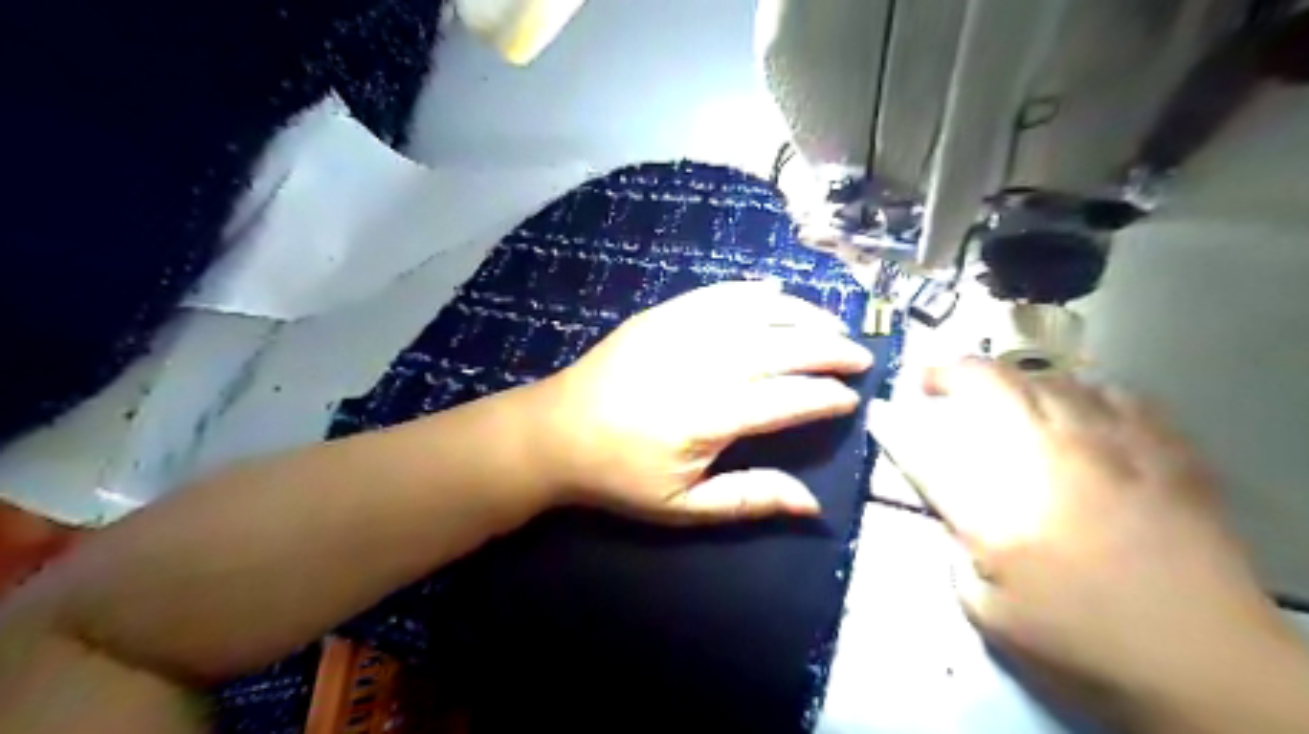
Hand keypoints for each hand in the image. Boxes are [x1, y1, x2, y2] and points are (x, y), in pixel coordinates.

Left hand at [524, 284, 872, 524]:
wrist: (555, 432)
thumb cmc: (619, 475)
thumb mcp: (683, 506)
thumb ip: (749, 499)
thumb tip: (812, 503)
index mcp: (709, 415)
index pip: (787, 398)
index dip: (825, 397)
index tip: (851, 399)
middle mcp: (703, 363)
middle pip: (782, 346)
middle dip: (829, 349)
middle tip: (860, 355)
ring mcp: (680, 330)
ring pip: (757, 312)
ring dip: (802, 314)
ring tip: (832, 323)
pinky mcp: (661, 315)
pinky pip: (718, 294)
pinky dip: (753, 291)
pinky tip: (777, 291)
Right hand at [867, 361, 1297, 717]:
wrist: (1205, 664)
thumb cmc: (1081, 643)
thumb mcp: (986, 611)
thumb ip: (955, 549)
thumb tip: (950, 509)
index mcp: (994, 509)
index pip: (924, 450)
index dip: (894, 426)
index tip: (880, 411)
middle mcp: (1044, 459)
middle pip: (986, 385)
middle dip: (946, 372)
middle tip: (931, 378)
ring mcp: (1108, 445)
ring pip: (1045, 377)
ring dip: (1009, 378)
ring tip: (999, 391)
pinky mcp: (1161, 447)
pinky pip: (1112, 390)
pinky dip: (1080, 389)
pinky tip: (1076, 404)